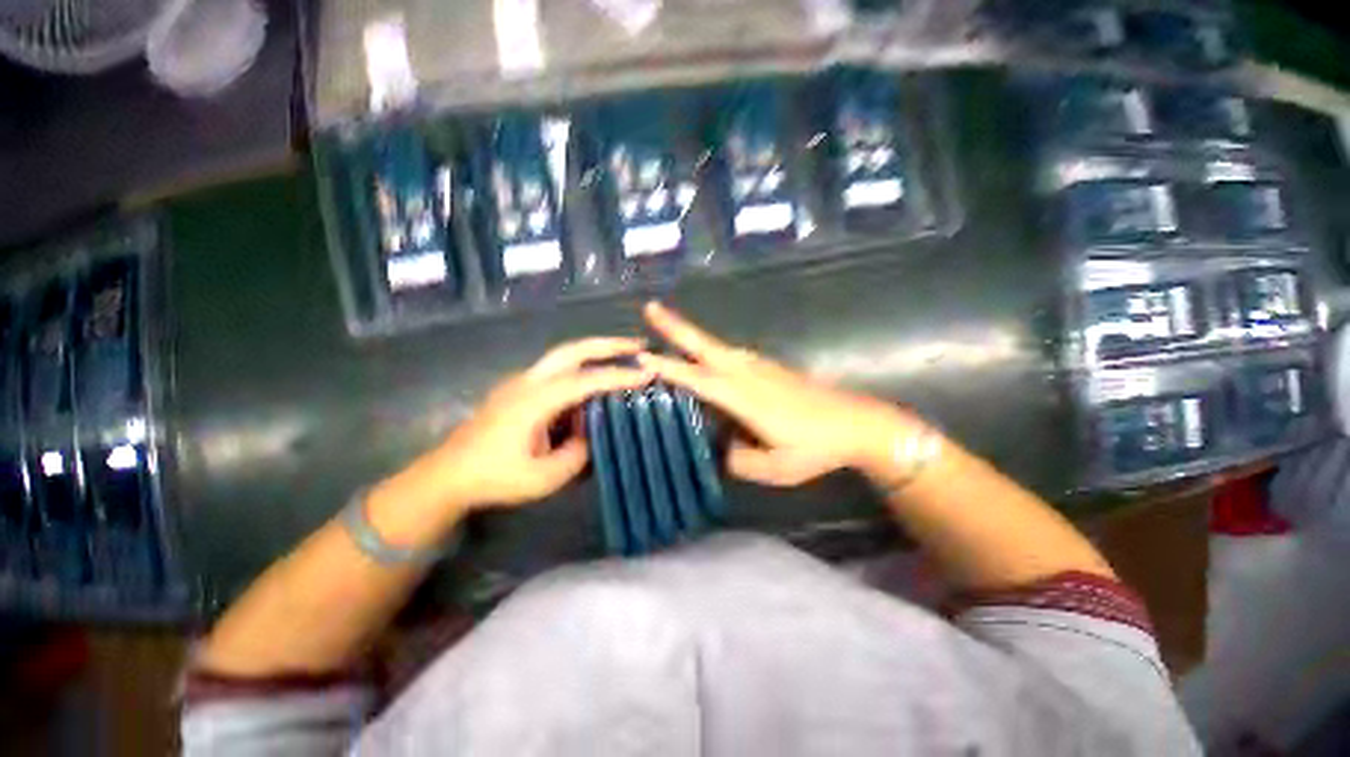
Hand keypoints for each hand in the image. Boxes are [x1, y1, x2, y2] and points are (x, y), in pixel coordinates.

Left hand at [377, 337, 652, 529]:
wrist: (448, 475)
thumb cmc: (494, 478)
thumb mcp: (544, 477)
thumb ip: (577, 452)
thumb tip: (593, 431)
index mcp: (534, 400)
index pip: (586, 381)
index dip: (619, 376)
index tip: (649, 373)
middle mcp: (529, 381)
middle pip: (573, 350)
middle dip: (608, 344)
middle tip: (639, 346)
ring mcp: (522, 381)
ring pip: (565, 355)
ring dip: (596, 352)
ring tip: (625, 356)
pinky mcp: (520, 388)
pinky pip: (557, 370)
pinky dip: (583, 366)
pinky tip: (595, 380)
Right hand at [638, 302, 926, 486]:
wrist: (857, 423)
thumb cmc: (816, 447)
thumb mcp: (775, 468)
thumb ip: (739, 459)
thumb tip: (720, 447)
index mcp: (744, 397)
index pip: (697, 379)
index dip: (668, 367)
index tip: (640, 355)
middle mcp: (748, 373)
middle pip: (705, 345)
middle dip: (675, 326)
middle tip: (650, 308)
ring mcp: (761, 366)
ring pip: (719, 346)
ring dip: (692, 336)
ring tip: (669, 329)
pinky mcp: (771, 367)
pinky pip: (732, 354)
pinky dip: (712, 349)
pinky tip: (707, 356)